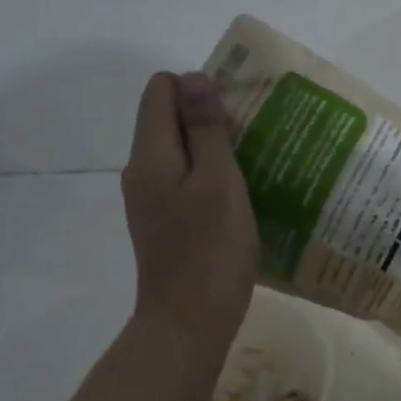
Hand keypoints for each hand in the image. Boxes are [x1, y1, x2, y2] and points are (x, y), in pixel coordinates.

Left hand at [121, 72, 258, 350]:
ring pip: (181, 154)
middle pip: (170, 121)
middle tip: (256, 138)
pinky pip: (186, 183)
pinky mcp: (165, 224)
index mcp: (151, 156)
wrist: (189, 322)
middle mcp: (142, 172)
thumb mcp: (218, 182)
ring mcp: (151, 201)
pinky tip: (243, 197)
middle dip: (210, 118)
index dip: (198, 88)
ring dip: (215, 151)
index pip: (161, 91)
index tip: (238, 111)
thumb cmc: (210, 250)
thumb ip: (206, 129)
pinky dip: (211, 179)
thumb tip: (194, 78)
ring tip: (257, 165)